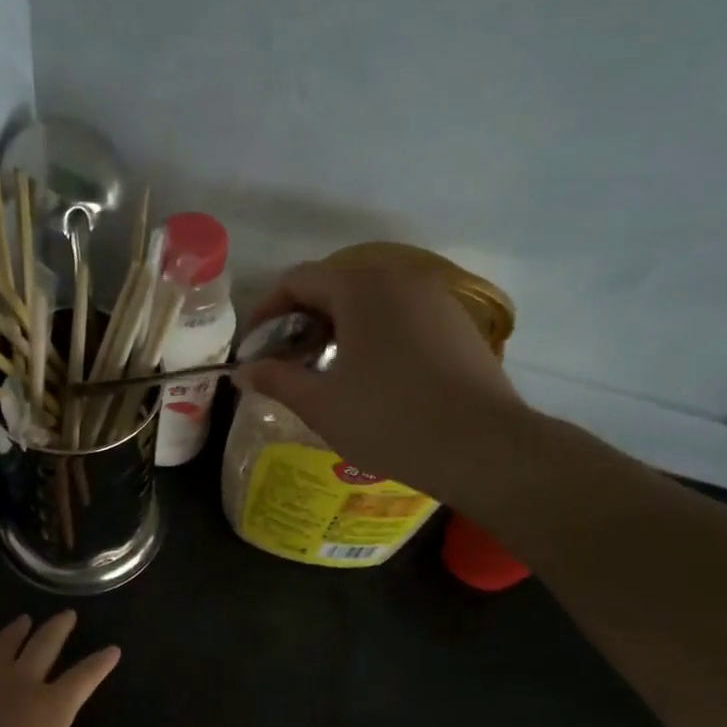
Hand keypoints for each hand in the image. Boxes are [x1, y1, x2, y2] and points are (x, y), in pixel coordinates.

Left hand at [0, 612, 122, 726]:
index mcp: (51, 708)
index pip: (84, 676)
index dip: (100, 662)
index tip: (113, 649)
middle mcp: (20, 686)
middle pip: (43, 645)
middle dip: (58, 627)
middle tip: (67, 614)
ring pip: (2, 647)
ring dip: (15, 631)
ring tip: (23, 620)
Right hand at [233, 258, 532, 504]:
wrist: (484, 448)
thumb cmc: (389, 420)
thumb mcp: (320, 403)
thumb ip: (275, 379)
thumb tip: (242, 371)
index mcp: (360, 288)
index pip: (297, 281)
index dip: (266, 312)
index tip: (253, 348)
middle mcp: (399, 279)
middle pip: (334, 286)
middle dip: (301, 320)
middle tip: (285, 362)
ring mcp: (434, 299)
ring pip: (369, 301)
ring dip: (336, 328)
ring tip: (323, 370)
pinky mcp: (457, 324)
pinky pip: (400, 316)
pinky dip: (372, 334)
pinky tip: (368, 375)